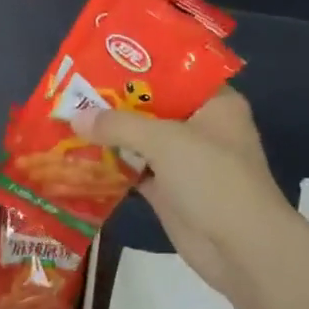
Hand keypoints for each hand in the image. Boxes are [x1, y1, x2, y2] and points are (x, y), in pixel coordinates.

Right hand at [73, 87, 290, 298]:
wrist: (241, 248)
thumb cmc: (213, 179)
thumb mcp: (165, 141)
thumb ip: (119, 125)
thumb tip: (75, 116)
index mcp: (214, 104)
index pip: (174, 74)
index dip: (137, 67)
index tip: (99, 60)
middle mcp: (201, 128)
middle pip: (152, 108)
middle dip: (115, 102)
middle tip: (73, 90)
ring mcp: (185, 162)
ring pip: (141, 141)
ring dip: (109, 135)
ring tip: (67, 117)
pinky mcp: (170, 191)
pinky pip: (135, 170)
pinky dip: (112, 165)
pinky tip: (79, 155)